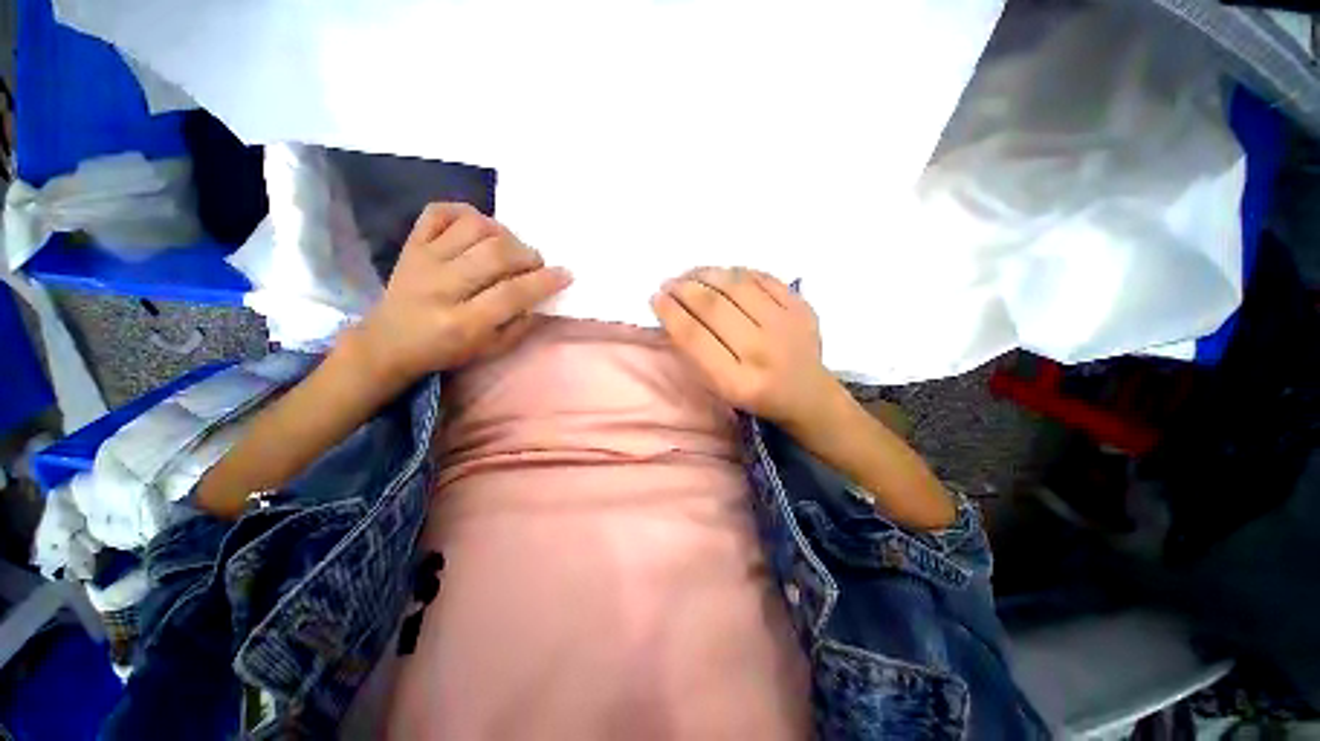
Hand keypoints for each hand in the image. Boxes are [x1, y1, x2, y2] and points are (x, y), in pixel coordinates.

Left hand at [346, 203, 571, 388]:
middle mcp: (441, 287)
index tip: (565, 274)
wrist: (389, 342)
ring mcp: (423, 260)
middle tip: (535, 263)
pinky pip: (439, 212)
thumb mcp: (490, 350)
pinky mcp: (411, 244)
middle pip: (495, 254)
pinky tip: (479, 228)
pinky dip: (465, 212)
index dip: (544, 281)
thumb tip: (540, 294)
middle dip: (527, 255)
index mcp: (462, 323)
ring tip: (509, 247)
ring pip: (472, 226)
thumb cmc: (446, 351)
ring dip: (503, 232)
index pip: (512, 294)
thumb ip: (519, 325)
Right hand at [651, 267, 841, 431]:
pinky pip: (762, 278)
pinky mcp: (801, 307)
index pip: (695, 337)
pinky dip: (737, 272)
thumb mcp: (719, 388)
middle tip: (668, 283)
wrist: (807, 394)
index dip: (670, 312)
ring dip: (706, 273)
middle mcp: (762, 351)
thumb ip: (696, 354)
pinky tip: (722, 275)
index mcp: (737, 381)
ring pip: (736, 285)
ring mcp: (786, 325)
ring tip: (690, 274)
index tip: (656, 298)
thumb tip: (674, 310)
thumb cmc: (755, 395)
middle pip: (713, 307)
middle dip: (683, 289)